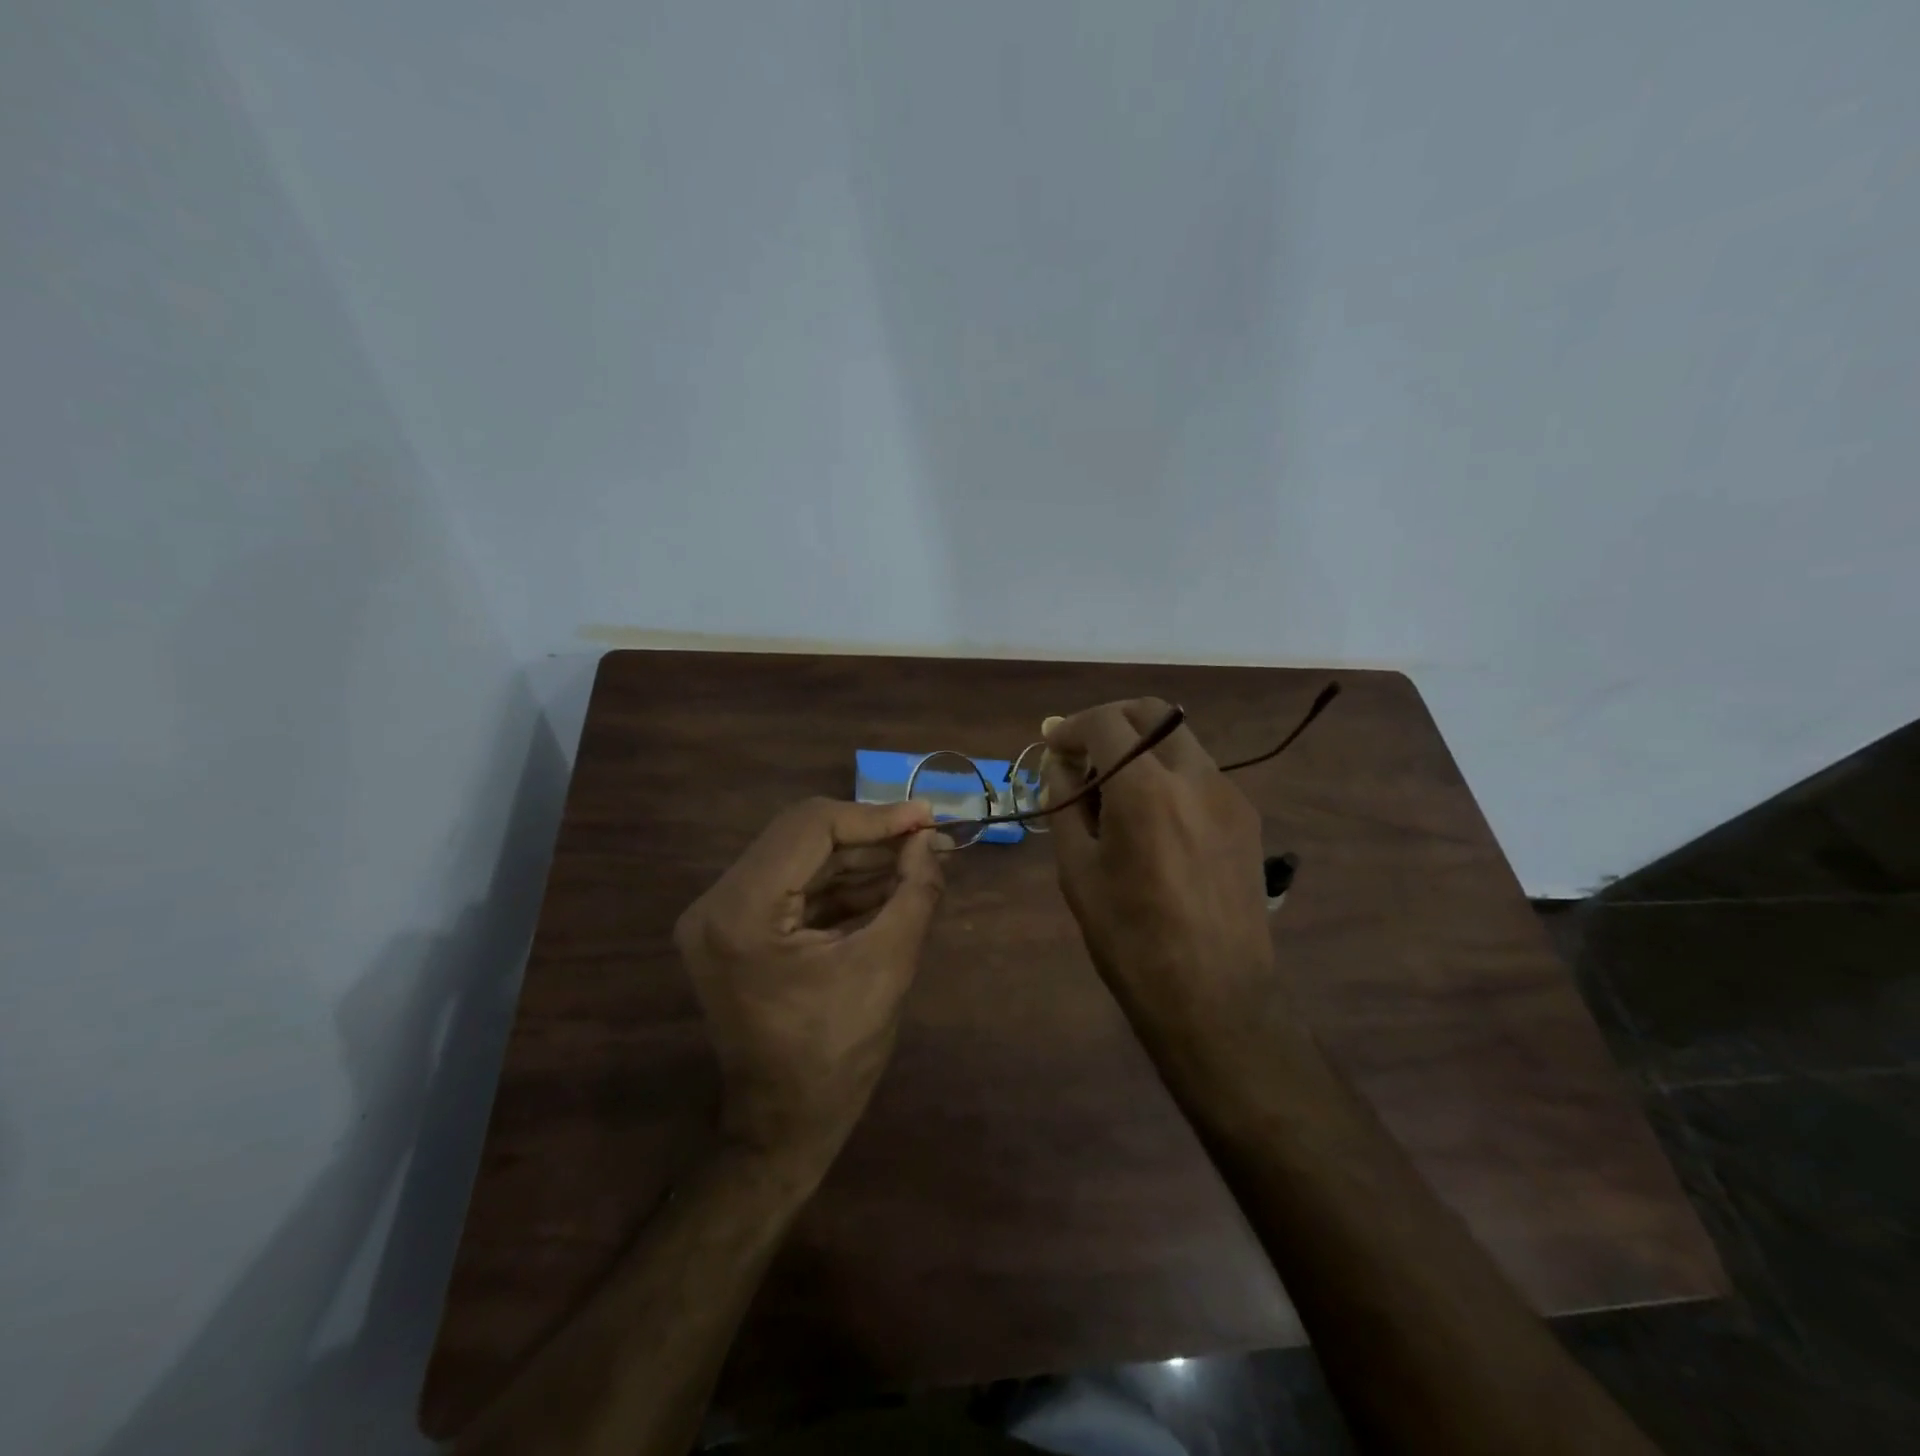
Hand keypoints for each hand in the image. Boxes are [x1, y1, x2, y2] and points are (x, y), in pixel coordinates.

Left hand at [674, 798, 945, 1168]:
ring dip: (861, 858)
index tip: (927, 817)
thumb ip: (915, 892)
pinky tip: (891, 882)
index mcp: (741, 912)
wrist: (785, 1128)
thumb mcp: (887, 967)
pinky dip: (844, 884)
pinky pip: (796, 888)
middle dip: (871, 837)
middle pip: (803, 837)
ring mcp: (722, 916)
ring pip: (802, 859)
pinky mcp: (737, 930)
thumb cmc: (836, 1057)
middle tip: (929, 837)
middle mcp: (717, 903)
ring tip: (920, 857)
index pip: (810, 828)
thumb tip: (930, 839)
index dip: (875, 818)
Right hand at [1041, 700, 1276, 1030]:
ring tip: (1115, 787)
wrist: (1214, 998)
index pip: (1106, 722)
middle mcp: (1195, 777)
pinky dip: (1168, 772)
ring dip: (1142, 745)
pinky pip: (1200, 772)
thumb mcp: (1078, 872)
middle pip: (1152, 712)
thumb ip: (1066, 805)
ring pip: (1180, 739)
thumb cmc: (1130, 941)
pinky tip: (1152, 815)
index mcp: (1146, 790)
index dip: (1072, 726)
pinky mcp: (1247, 818)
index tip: (1053, 745)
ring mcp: (1230, 795)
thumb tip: (1059, 765)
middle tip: (1083, 751)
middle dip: (1111, 720)